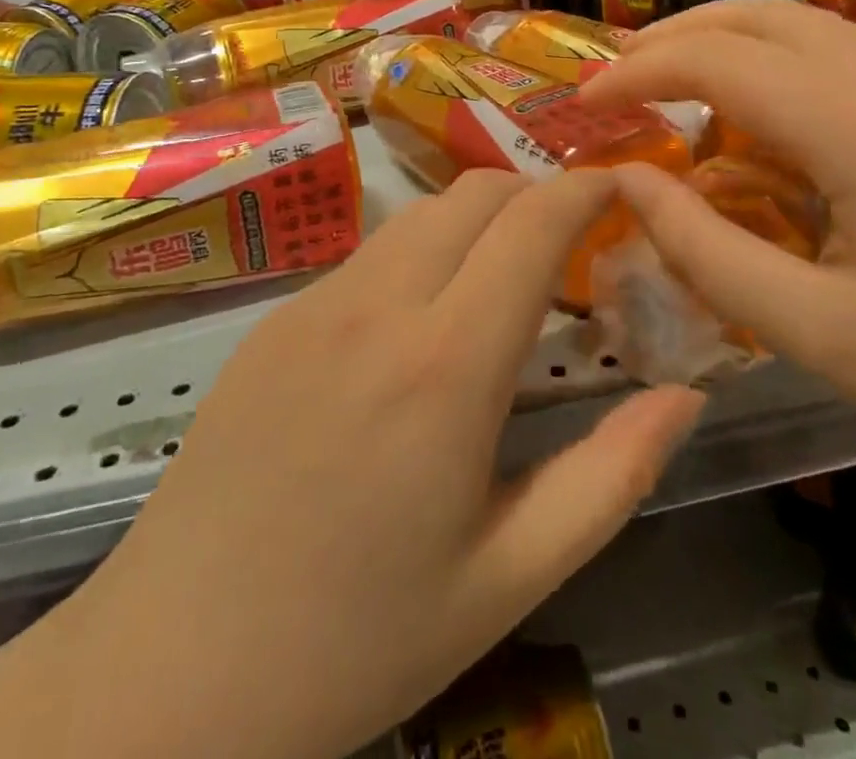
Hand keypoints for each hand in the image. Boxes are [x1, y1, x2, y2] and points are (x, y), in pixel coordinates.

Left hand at [0, 169, 704, 758]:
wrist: (172, 668)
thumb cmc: (358, 638)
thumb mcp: (509, 576)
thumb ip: (611, 476)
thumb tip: (684, 395)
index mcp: (445, 363)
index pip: (531, 223)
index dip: (584, 188)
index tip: (620, 185)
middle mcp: (377, 305)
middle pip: (473, 194)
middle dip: (534, 192)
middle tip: (573, 239)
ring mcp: (314, 303)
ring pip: (418, 216)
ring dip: (476, 219)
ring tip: (505, 274)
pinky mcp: (273, 319)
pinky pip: (367, 256)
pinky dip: (420, 253)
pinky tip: (421, 320)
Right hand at [581, 0, 855, 520]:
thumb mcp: (826, 336)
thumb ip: (707, 252)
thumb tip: (626, 181)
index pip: (715, 60)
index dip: (635, 74)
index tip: (582, 105)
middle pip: (758, 16)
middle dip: (672, 36)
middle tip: (616, 81)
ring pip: (804, 26)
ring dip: (724, 41)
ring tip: (670, 87)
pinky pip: (843, 57)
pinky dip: (774, 64)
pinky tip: (761, 123)